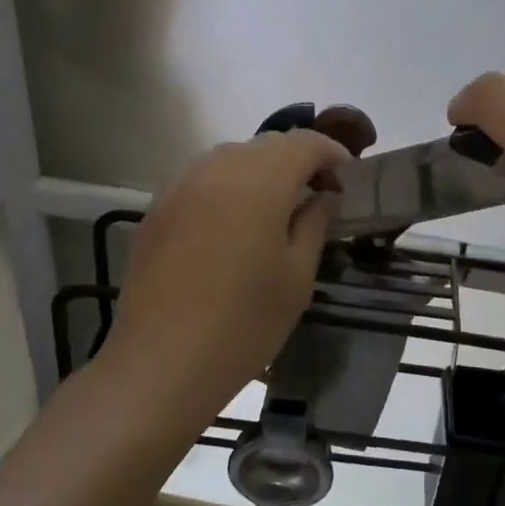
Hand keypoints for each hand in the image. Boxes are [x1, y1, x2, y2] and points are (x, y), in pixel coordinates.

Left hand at [104, 129, 350, 424]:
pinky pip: (201, 180)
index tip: (347, 179)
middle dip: (298, 160)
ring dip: (261, 171)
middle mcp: (216, 169)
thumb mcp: (297, 277)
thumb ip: (314, 224)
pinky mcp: (156, 210)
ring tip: (276, 207)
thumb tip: (323, 196)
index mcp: (259, 181)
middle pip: (266, 145)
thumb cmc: (244, 324)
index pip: (303, 142)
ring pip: (230, 158)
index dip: (331, 153)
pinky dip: (227, 186)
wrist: (162, 363)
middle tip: (317, 194)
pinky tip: (233, 224)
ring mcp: (179, 187)